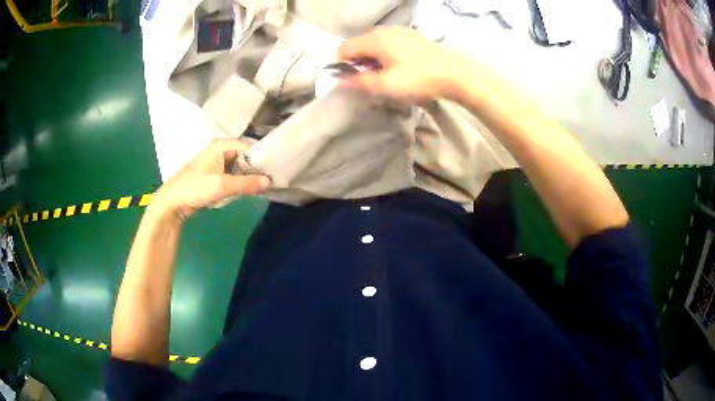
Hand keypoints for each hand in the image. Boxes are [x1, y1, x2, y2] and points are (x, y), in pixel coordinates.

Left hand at [149, 139, 269, 218]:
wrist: (172, 202)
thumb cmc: (195, 188)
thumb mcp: (222, 186)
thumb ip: (246, 183)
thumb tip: (268, 182)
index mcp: (221, 146)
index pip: (248, 147)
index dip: (261, 157)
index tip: (275, 169)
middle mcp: (219, 151)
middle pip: (244, 157)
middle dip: (255, 168)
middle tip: (270, 180)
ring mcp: (215, 163)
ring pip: (238, 167)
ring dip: (247, 177)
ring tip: (262, 186)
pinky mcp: (213, 176)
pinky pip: (231, 176)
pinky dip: (238, 182)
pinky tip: (246, 191)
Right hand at [337, 27, 472, 103]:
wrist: (456, 73)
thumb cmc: (418, 79)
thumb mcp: (386, 86)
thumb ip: (359, 82)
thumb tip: (339, 81)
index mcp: (374, 40)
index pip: (344, 48)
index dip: (343, 65)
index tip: (355, 81)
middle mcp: (384, 31)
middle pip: (359, 45)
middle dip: (359, 63)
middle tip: (372, 81)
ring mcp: (400, 32)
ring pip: (375, 44)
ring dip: (374, 60)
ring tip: (388, 76)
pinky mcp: (413, 37)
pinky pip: (390, 44)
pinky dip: (388, 55)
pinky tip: (402, 68)